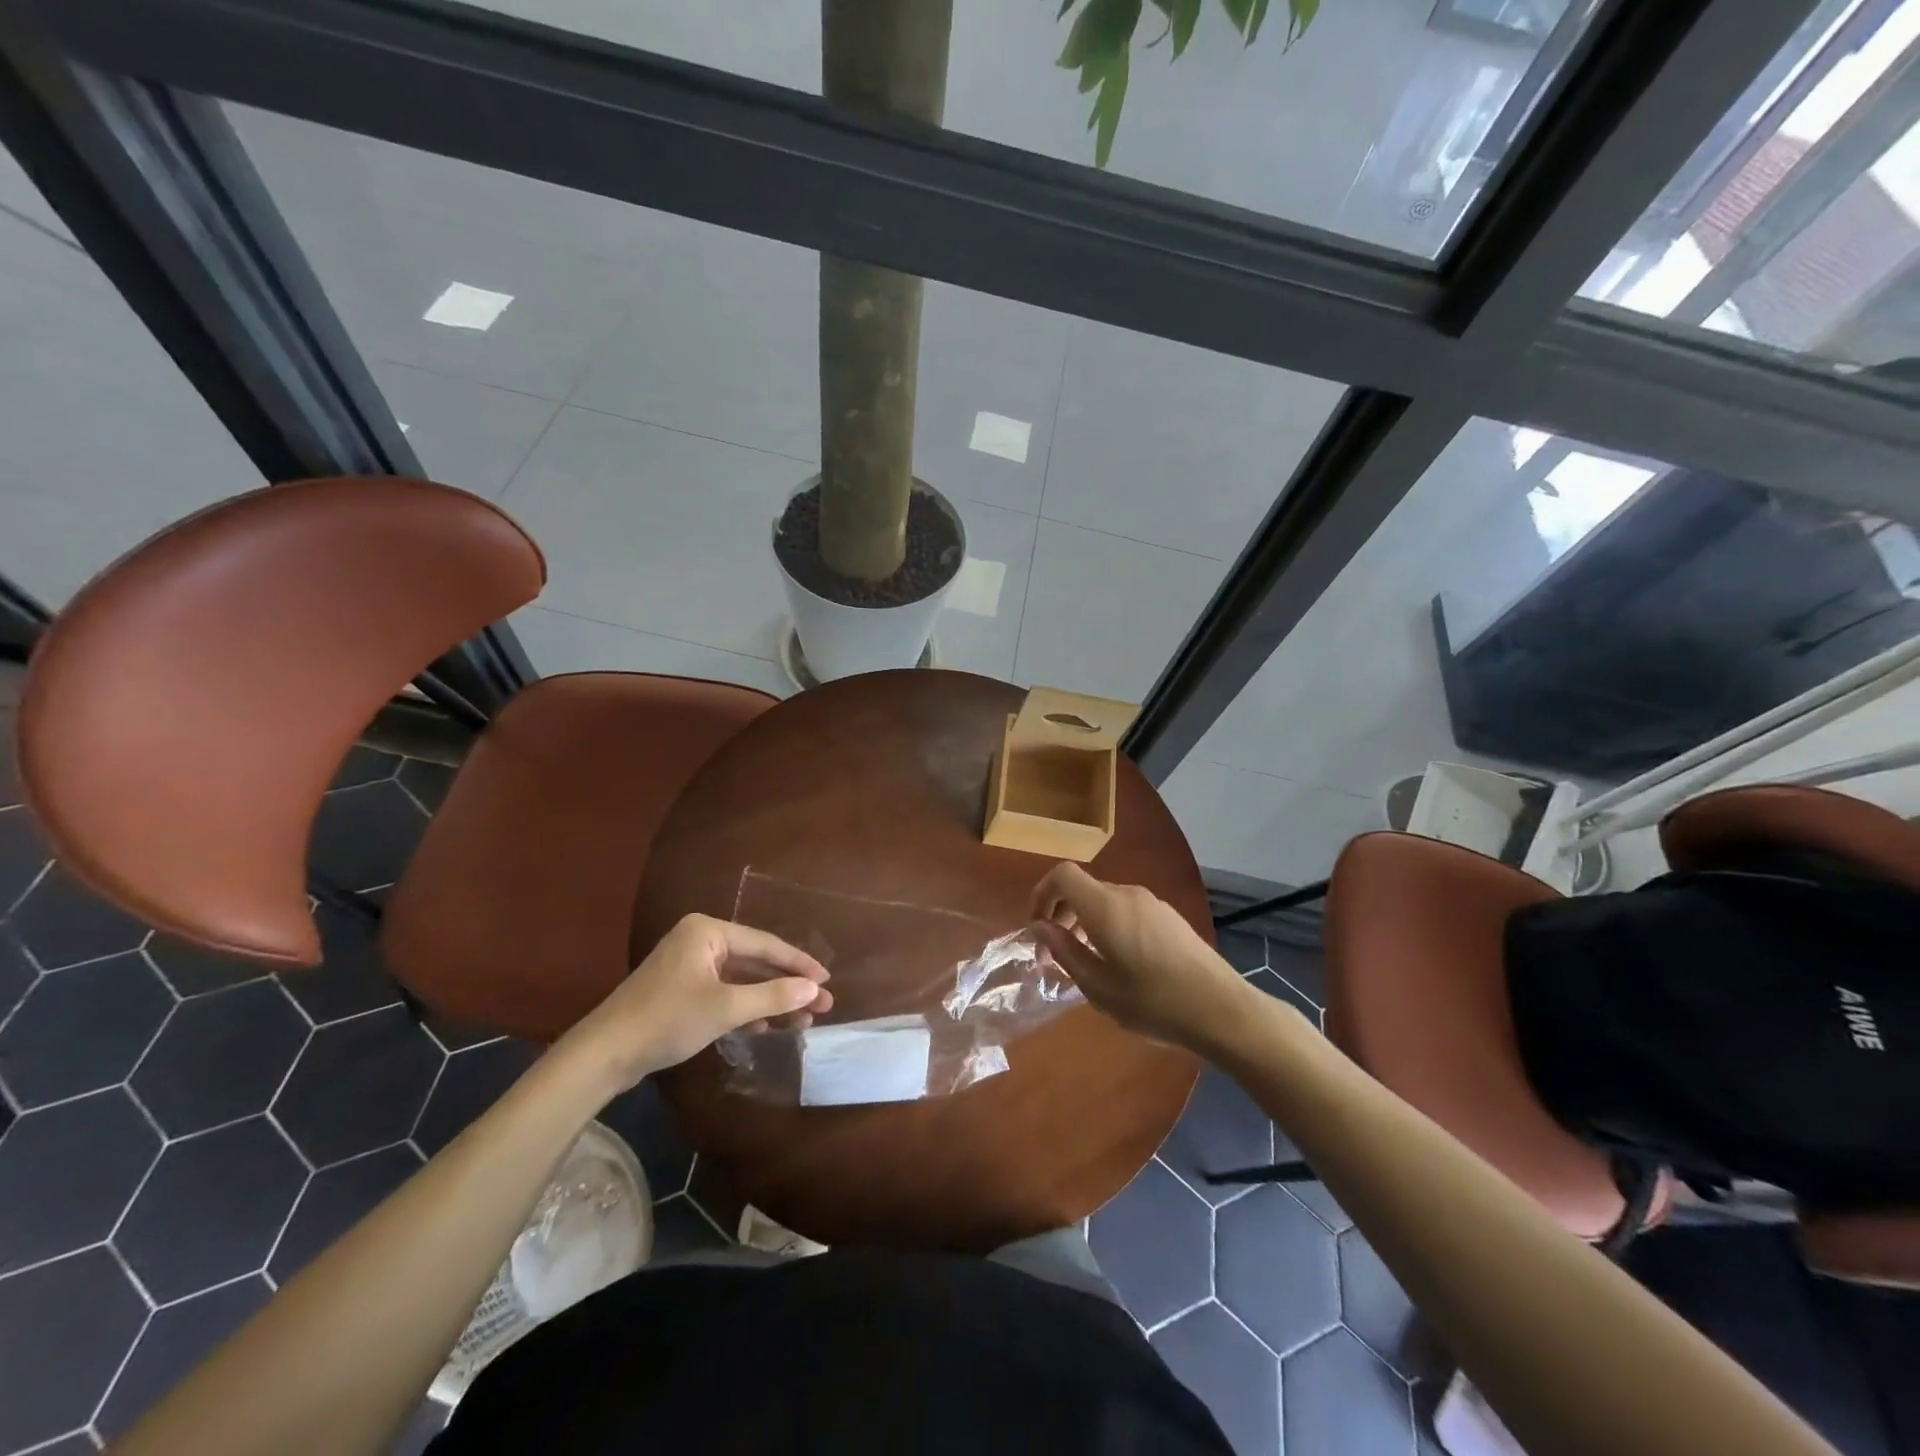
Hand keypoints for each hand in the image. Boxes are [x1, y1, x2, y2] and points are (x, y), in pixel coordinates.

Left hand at [562, 914, 832, 1090]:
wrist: (604, 1054)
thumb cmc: (667, 1020)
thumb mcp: (725, 1008)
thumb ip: (773, 996)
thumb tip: (814, 990)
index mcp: (707, 931)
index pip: (766, 944)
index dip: (799, 964)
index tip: (828, 981)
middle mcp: (700, 940)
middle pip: (756, 961)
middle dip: (788, 985)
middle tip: (823, 1004)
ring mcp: (690, 966)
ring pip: (742, 980)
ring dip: (770, 1000)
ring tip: (804, 1020)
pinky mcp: (682, 991)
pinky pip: (725, 993)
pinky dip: (747, 1008)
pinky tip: (767, 1026)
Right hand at [1029, 863, 1248, 1049]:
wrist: (1221, 1008)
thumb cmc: (1152, 1001)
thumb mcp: (1098, 986)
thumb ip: (1065, 951)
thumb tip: (1040, 928)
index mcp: (1105, 906)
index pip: (1062, 875)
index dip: (1042, 894)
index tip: (1037, 927)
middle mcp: (1127, 894)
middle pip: (1083, 888)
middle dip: (1061, 914)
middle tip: (1054, 954)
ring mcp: (1152, 903)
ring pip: (1105, 900)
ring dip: (1085, 921)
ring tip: (1085, 961)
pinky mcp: (1169, 916)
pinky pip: (1126, 910)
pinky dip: (1109, 924)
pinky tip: (1119, 962)